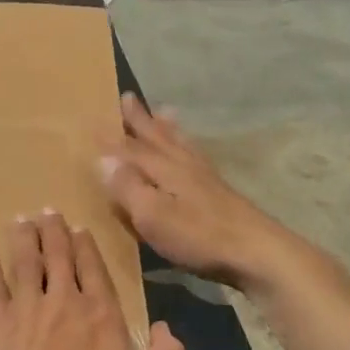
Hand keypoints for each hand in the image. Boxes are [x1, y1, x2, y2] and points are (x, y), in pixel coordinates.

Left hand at [0, 211, 184, 349]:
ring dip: (24, 236)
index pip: (95, 270)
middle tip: (48, 212)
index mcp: (101, 315)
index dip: (87, 247)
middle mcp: (64, 300)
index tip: (79, 229)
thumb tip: (170, 328)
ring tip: (22, 220)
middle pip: (59, 256)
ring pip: (26, 259)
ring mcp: (25, 305)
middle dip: (55, 231)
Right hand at [98, 94, 293, 290]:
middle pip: (158, 138)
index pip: (131, 149)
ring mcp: (204, 178)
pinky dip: (189, 146)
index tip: (94, 121)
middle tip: (129, 97)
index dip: (111, 139)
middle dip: (141, 120)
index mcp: (164, 169)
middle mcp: (183, 165)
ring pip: (180, 144)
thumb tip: (103, 159)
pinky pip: (197, 156)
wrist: (256, 251)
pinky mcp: (219, 192)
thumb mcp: (153, 215)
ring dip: (167, 128)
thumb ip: (128, 187)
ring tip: (163, 111)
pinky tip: (192, 152)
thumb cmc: (198, 236)